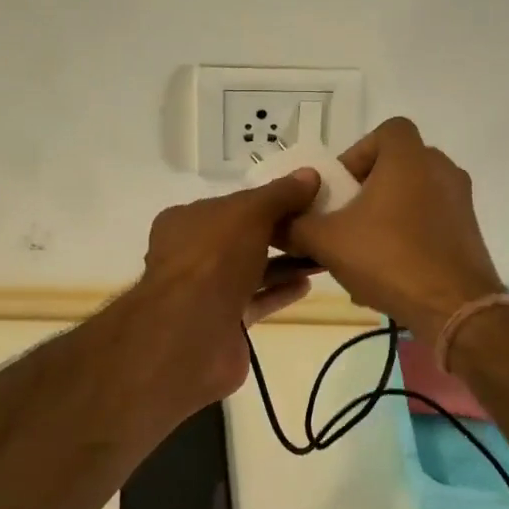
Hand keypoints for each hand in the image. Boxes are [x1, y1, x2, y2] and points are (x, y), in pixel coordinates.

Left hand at [129, 167, 323, 403]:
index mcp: (186, 221)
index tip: (304, 200)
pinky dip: (280, 291)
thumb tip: (310, 175)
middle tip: (319, 227)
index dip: (267, 201)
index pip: (232, 205)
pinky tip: (307, 284)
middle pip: (242, 238)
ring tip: (322, 256)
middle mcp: (191, 254)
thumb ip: (280, 194)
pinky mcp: (222, 322)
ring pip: (251, 270)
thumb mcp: (250, 213)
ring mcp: (205, 291)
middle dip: (280, 233)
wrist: (192, 333)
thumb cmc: (215, 259)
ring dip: (285, 263)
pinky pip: (256, 300)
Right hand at [284, 117, 502, 345]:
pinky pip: (429, 222)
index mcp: (410, 158)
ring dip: (385, 216)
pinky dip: (407, 237)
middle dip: (367, 190)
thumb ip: (295, 226)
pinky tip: (388, 273)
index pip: (386, 131)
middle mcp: (441, 170)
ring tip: (362, 252)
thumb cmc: (388, 259)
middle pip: (397, 166)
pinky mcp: (468, 232)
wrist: (454, 307)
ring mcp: (460, 202)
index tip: (341, 188)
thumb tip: (274, 222)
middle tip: (345, 220)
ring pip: (412, 197)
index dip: (358, 153)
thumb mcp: (327, 241)